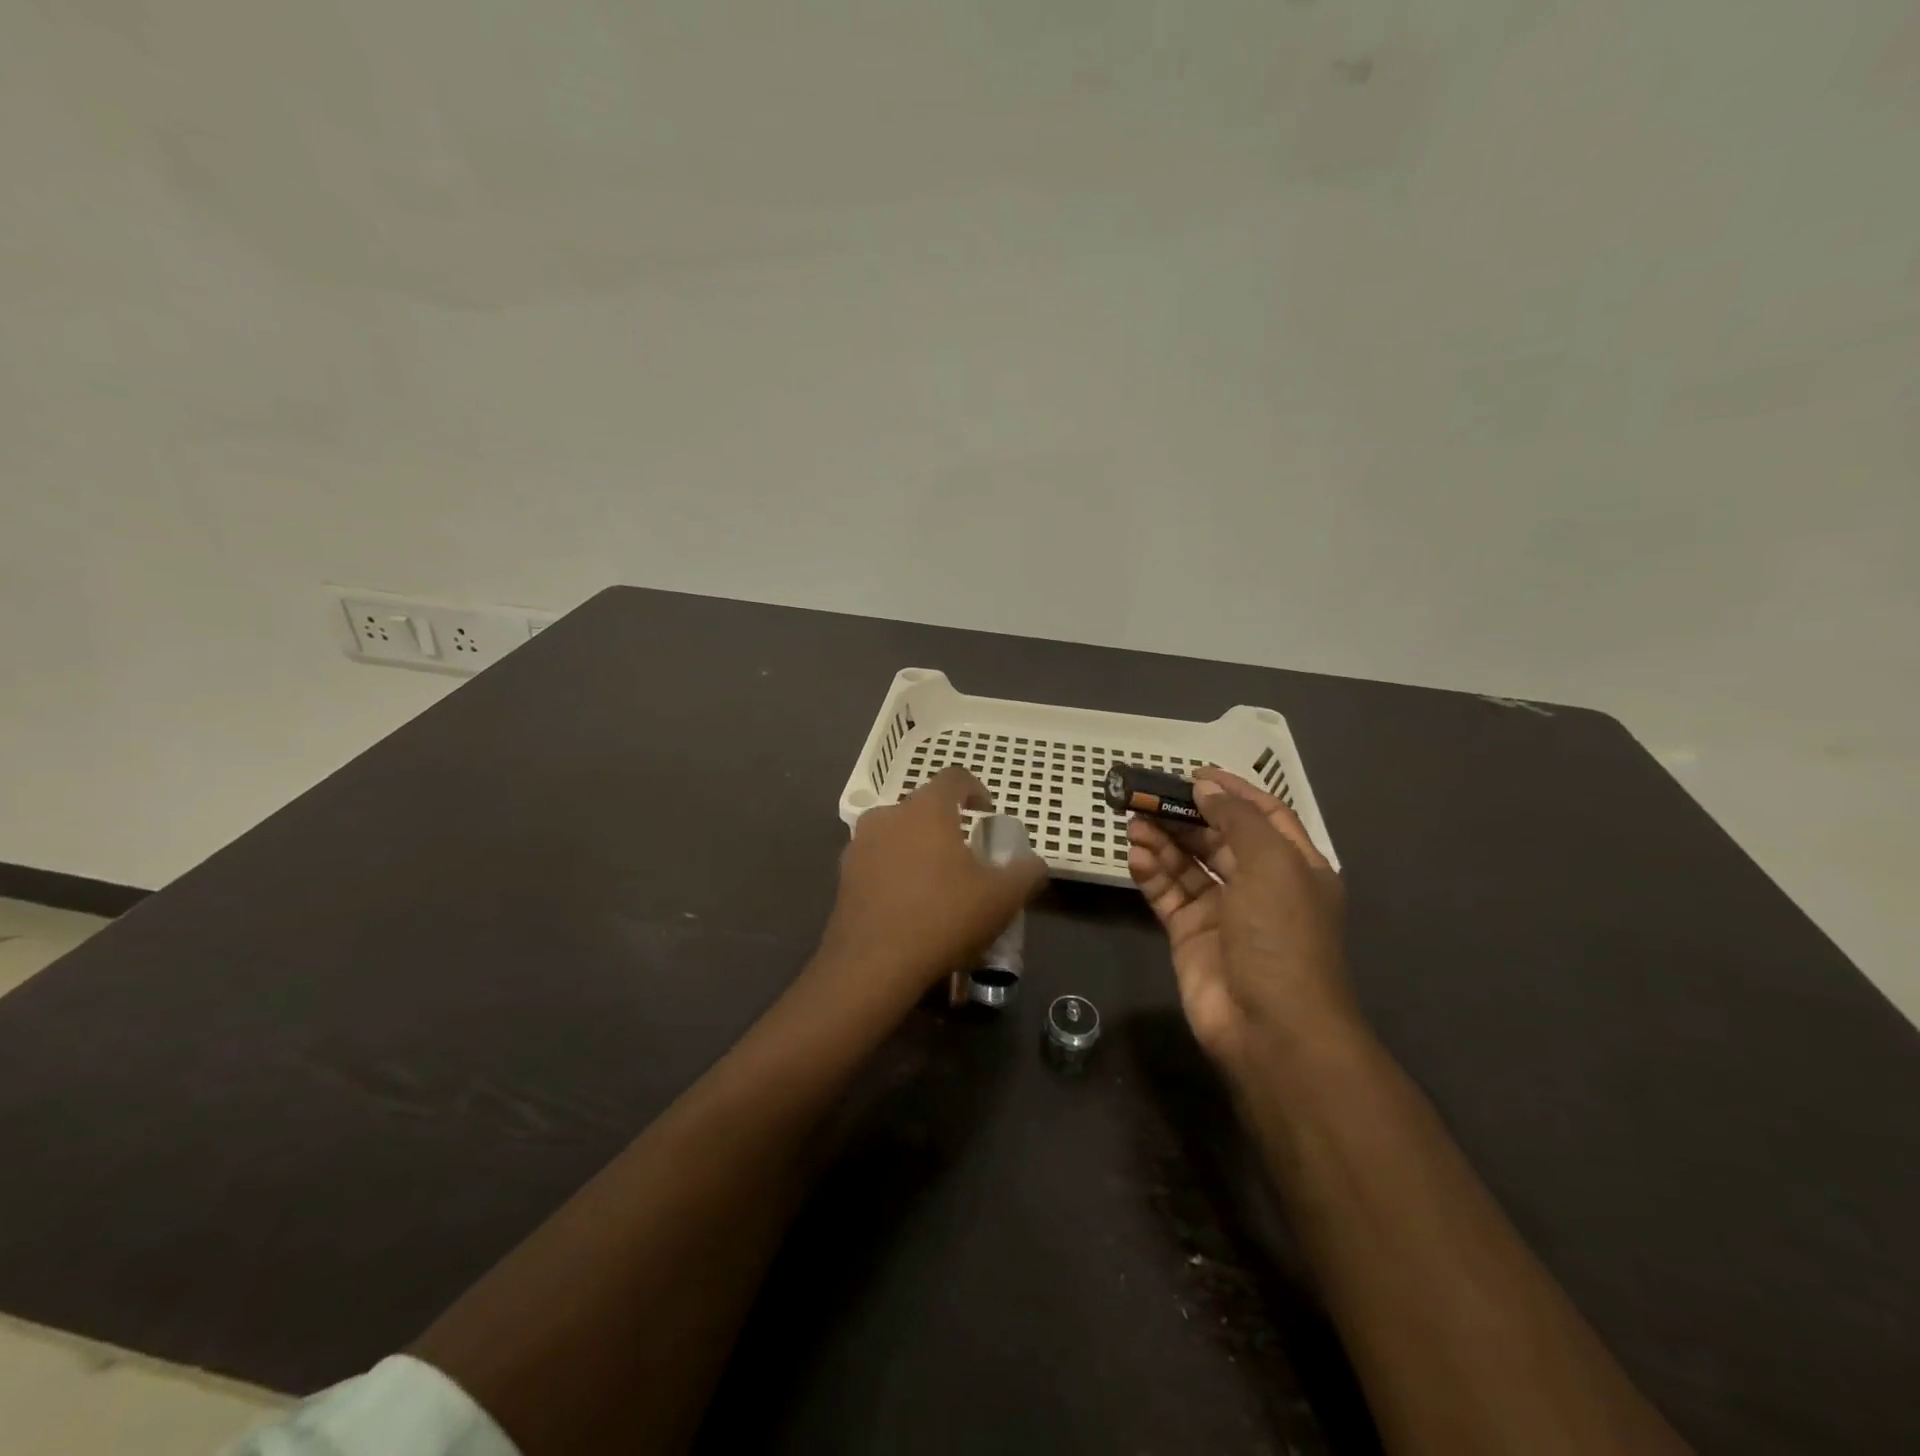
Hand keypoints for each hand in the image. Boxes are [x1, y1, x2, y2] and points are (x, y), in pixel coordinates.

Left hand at [816, 767, 1048, 1007]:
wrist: (873, 965)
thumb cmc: (943, 918)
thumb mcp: (1002, 898)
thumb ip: (1026, 872)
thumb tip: (1034, 864)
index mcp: (926, 810)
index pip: (954, 778)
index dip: (976, 790)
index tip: (987, 815)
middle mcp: (888, 816)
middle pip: (923, 807)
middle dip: (946, 825)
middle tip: (966, 856)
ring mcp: (860, 845)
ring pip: (897, 833)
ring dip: (918, 847)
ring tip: (936, 882)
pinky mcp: (844, 875)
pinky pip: (877, 861)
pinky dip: (895, 871)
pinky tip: (908, 904)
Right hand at [1127, 768, 1355, 1071]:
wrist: (1271, 1029)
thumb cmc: (1281, 936)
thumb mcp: (1271, 865)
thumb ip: (1237, 820)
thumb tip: (1207, 788)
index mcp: (1293, 866)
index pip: (1263, 815)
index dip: (1231, 791)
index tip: (1193, 774)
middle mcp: (1259, 885)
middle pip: (1217, 837)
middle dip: (1185, 815)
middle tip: (1146, 796)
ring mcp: (1223, 912)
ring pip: (1188, 865)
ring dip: (1162, 842)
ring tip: (1133, 824)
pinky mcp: (1190, 935)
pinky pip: (1168, 894)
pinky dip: (1152, 874)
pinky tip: (1136, 857)